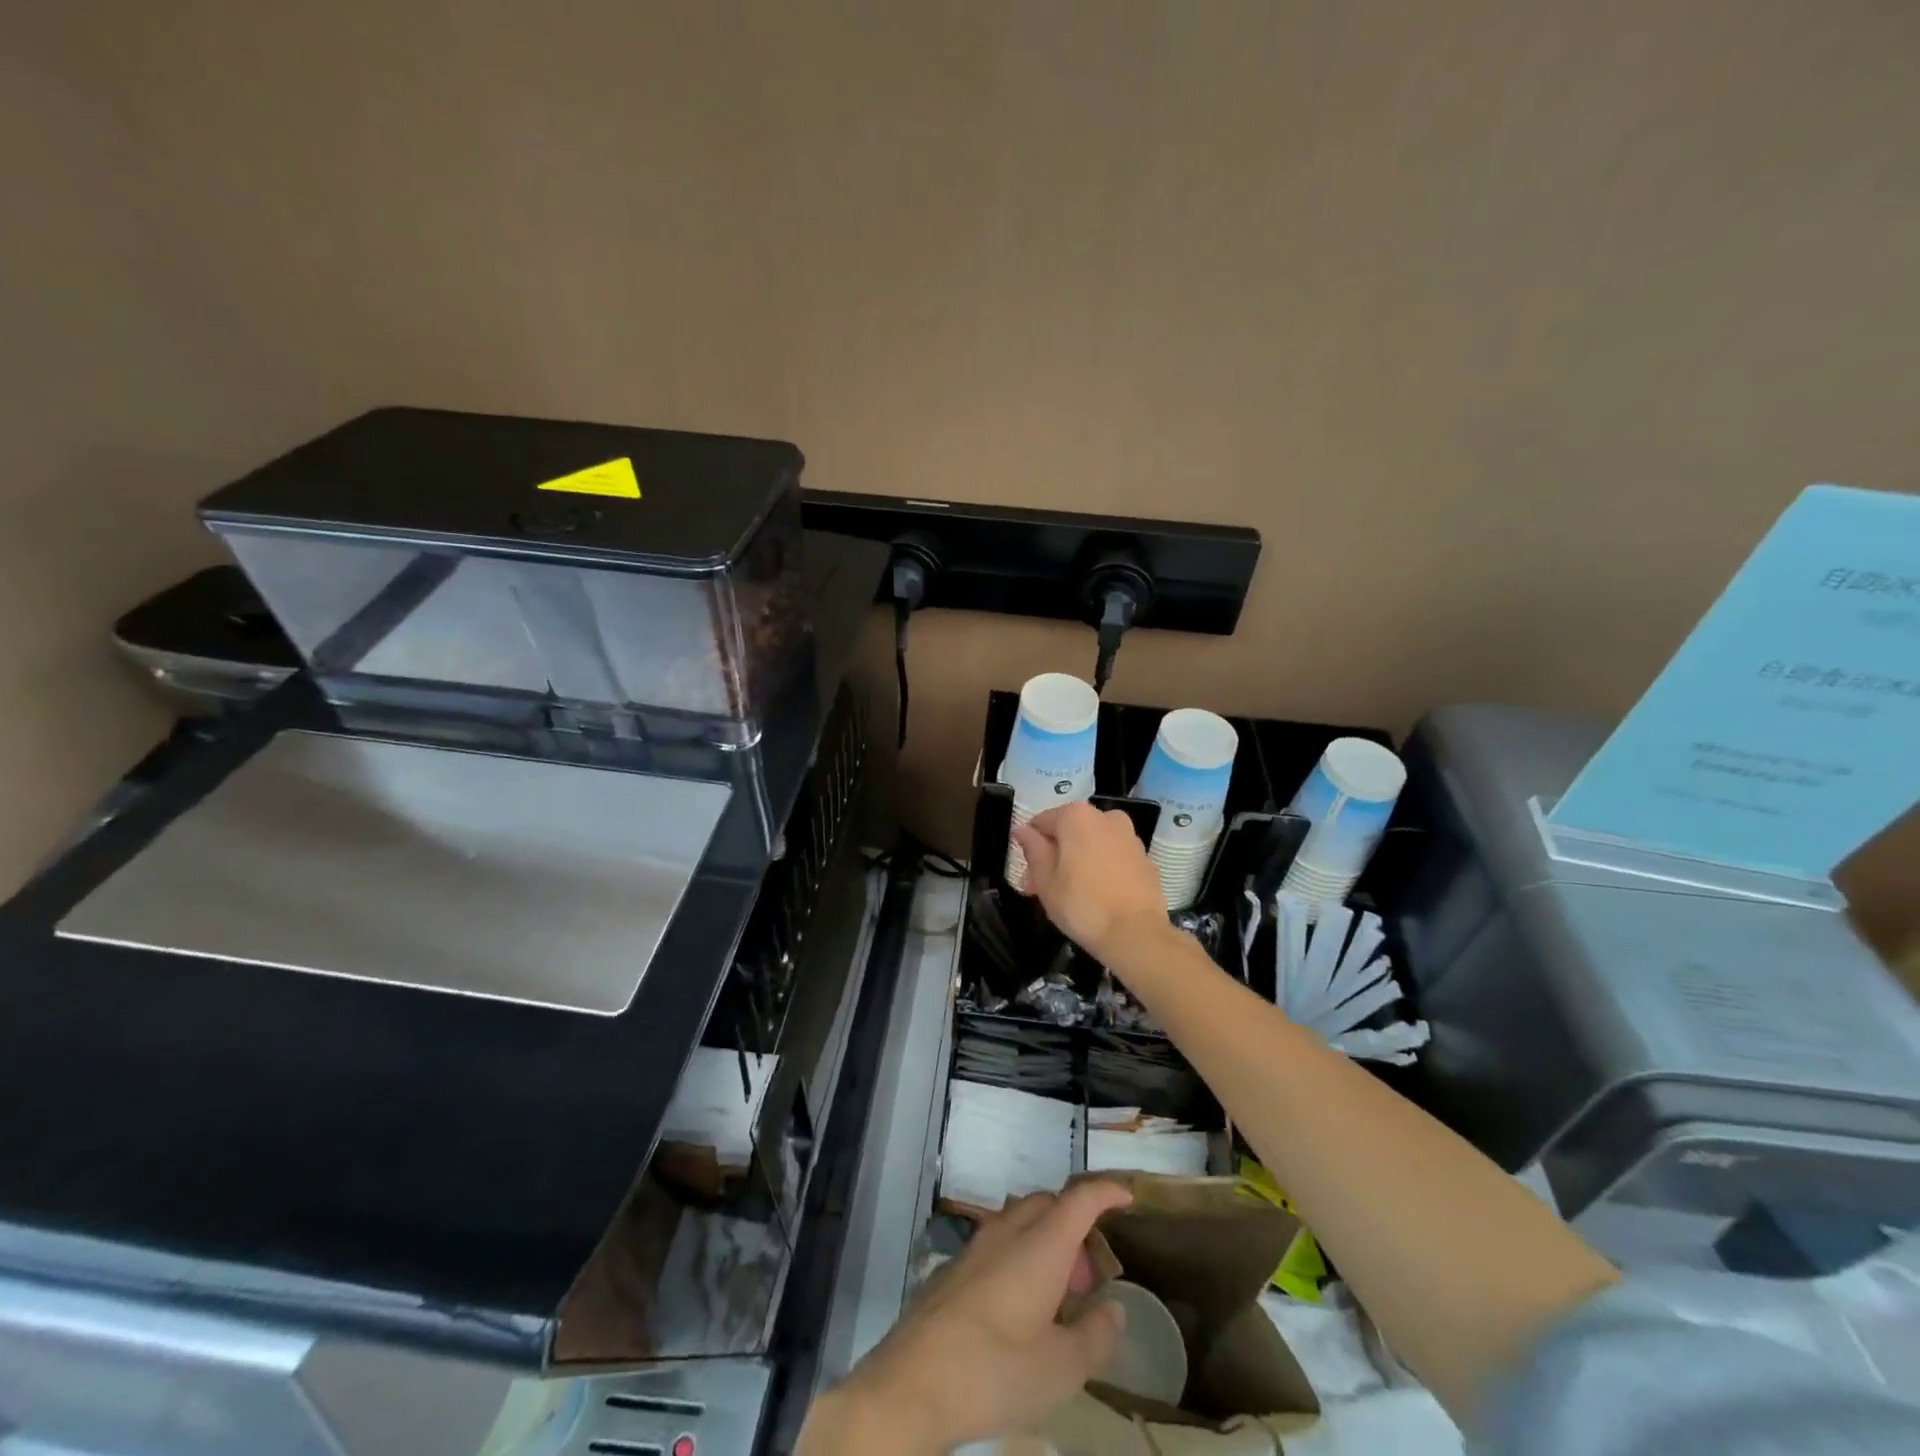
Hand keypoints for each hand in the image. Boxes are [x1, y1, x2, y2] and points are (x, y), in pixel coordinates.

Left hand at [800, 1182, 1132, 1453]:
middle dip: (1076, 1224)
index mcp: (1040, 1244)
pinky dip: (1020, 1256)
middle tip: (1089, 1276)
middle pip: (1049, 1204)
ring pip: (1021, 1221)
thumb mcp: (1060, 1368)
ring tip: (1057, 1297)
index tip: (1127, 1197)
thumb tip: (1113, 1308)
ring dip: (1046, 1242)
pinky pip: (998, 1242)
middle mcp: (1008, 1231)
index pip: (1080, 1198)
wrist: (912, 1382)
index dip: (1106, 1191)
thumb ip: (1095, 1335)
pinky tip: (1019, 1307)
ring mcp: (976, 1246)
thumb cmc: (994, 1370)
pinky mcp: (954, 1267)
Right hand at [1012, 801, 1168, 963]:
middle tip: (1043, 890)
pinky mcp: (1145, 858)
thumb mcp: (1044, 879)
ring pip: (1092, 844)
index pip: (1041, 822)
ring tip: (1070, 895)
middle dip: (1054, 857)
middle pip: (1069, 832)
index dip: (1030, 848)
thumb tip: (1022, 830)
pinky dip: (1102, 869)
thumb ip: (1033, 849)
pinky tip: (1097, 896)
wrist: (1136, 933)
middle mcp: (1106, 817)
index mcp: (1077, 816)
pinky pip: (1113, 857)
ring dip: (1077, 862)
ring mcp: (1129, 836)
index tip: (1028, 877)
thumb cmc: (1081, 904)